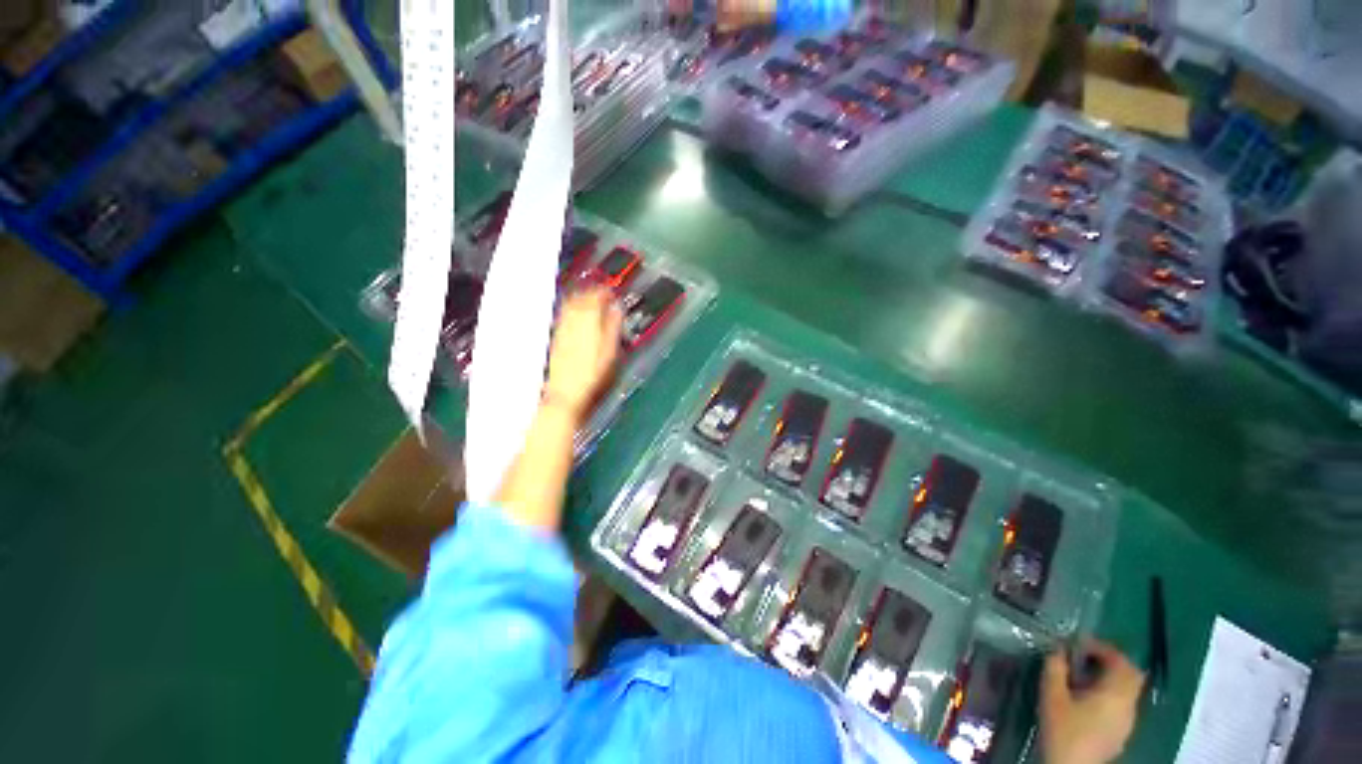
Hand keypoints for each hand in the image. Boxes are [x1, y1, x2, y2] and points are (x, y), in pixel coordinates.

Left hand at [543, 287, 622, 421]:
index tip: (611, 291)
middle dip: (590, 292)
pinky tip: (574, 315)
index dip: (604, 291)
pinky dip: (570, 311)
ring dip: (579, 299)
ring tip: (587, 300)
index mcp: (589, 321)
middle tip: (600, 293)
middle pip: (580, 298)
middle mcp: (572, 321)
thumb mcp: (611, 352)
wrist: (567, 393)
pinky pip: (563, 316)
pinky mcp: (555, 339)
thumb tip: (616, 309)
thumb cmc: (593, 376)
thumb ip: (613, 326)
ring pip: (569, 305)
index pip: (595, 296)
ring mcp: (561, 329)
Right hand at [1041, 641, 1144, 763]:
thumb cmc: (1063, 730)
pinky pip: (1123, 703)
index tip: (1078, 644)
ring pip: (1128, 689)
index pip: (1120, 660)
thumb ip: (1055, 668)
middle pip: (1130, 674)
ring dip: (1110, 677)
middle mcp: (1129, 704)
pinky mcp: (1123, 732)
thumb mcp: (1051, 696)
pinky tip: (1088, 699)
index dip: (1101, 647)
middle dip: (1110, 661)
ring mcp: (1129, 720)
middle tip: (1084, 656)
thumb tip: (1057, 649)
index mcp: (1116, 692)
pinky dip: (1110, 693)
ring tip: (1082, 676)